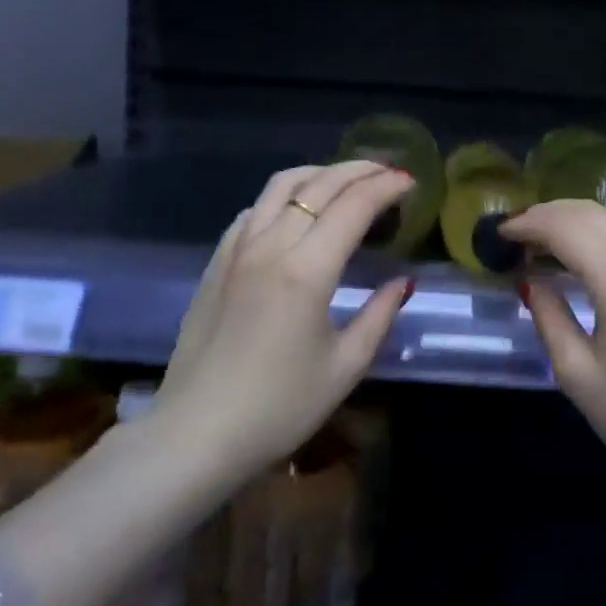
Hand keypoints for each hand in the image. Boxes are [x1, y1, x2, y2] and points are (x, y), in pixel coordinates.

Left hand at [155, 161, 414, 479]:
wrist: (195, 435)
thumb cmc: (278, 408)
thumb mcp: (345, 367)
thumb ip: (380, 316)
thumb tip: (403, 281)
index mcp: (306, 270)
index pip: (354, 206)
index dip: (386, 187)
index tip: (411, 182)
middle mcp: (270, 245)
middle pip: (319, 185)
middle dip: (360, 170)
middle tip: (389, 172)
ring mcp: (237, 250)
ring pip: (281, 186)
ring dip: (320, 174)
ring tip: (347, 180)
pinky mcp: (216, 263)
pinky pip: (254, 210)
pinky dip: (284, 196)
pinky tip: (296, 211)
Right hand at [499, 200, 605, 508]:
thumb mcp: (580, 376)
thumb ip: (549, 319)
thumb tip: (530, 281)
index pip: (565, 227)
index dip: (528, 224)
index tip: (498, 235)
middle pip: (590, 213)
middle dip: (547, 215)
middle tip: (515, 236)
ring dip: (574, 222)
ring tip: (541, 245)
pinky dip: (599, 235)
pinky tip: (583, 260)